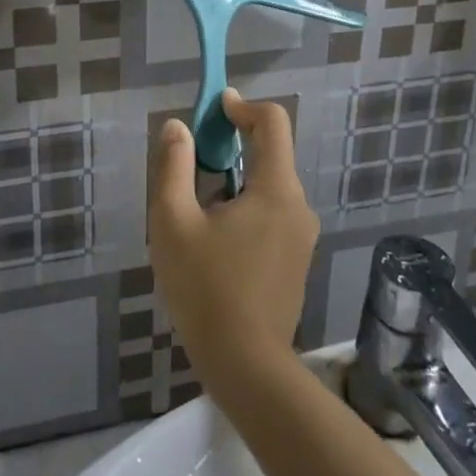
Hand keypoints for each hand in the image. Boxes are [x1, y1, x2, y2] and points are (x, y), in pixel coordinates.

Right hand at [148, 91, 318, 386]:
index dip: (243, 106)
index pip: (273, 123)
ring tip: (195, 212)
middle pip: (270, 153)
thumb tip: (178, 127)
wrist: (247, 368)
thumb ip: (173, 167)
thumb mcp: (174, 223)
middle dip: (232, 147)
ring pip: (268, 186)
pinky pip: (272, 213)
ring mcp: (301, 235)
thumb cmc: (206, 290)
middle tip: (191, 164)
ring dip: (235, 181)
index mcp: (276, 189)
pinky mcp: (296, 259)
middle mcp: (298, 205)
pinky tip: (214, 242)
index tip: (215, 109)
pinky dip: (245, 207)